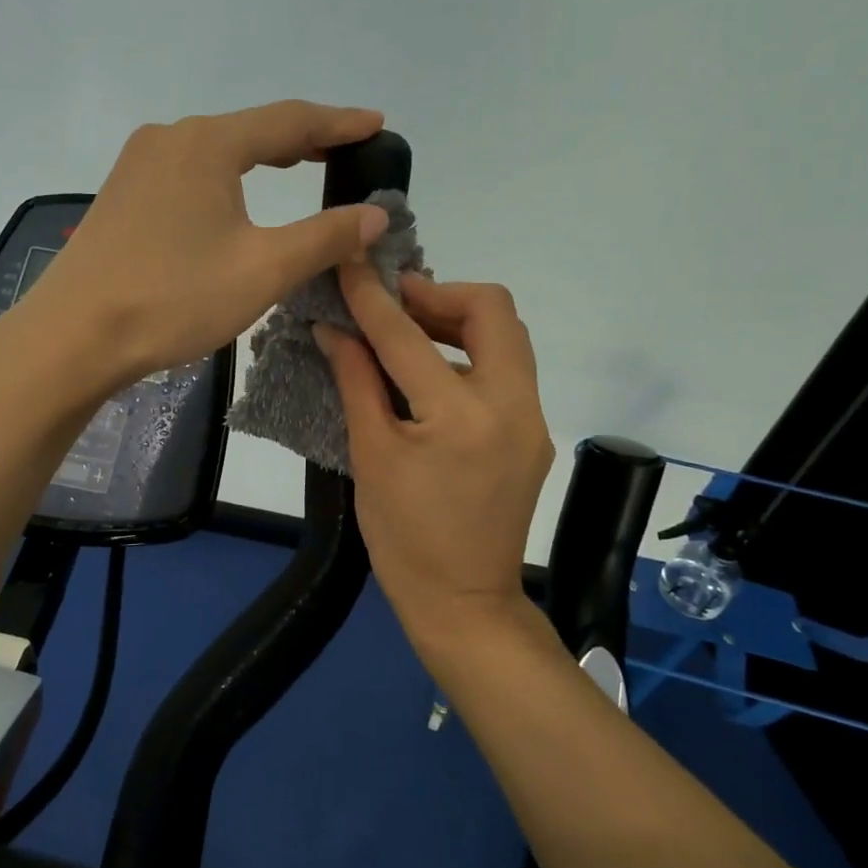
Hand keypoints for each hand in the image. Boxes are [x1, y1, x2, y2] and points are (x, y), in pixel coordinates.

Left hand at [18, 101, 392, 388]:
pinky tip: (234, 199)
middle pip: (250, 129)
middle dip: (302, 139)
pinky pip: (188, 173)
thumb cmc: (173, 299)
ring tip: (299, 166)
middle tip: (345, 150)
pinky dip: (225, 178)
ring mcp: (138, 166)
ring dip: (261, 158)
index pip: (290, 120)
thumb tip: (375, 215)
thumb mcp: (263, 270)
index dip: (339, 124)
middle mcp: (170, 139)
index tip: (377, 124)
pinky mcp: (122, 195)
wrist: (74, 335)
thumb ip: (325, 237)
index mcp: (207, 144)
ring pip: (216, 151)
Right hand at [314, 267, 556, 661]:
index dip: (372, 296)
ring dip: (457, 321)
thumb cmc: (404, 540)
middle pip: (493, 310)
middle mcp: (511, 406)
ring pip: (507, 337)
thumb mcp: (371, 457)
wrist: (464, 604)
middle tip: (393, 304)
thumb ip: (356, 382)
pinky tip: (431, 374)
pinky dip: (469, 355)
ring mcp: (531, 420)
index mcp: (460, 416)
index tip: (350, 263)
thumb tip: (333, 330)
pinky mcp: (534, 434)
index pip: (408, 336)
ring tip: (407, 333)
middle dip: (439, 293)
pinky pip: (507, 371)